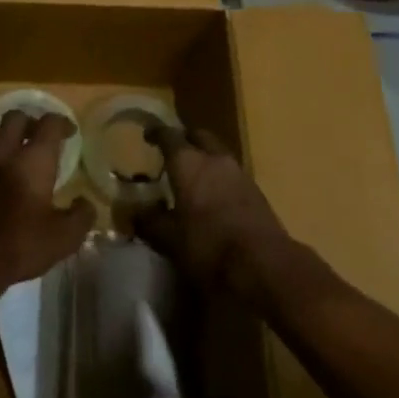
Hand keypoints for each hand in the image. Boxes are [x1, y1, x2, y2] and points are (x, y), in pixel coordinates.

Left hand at [0, 110, 92, 305]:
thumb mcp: (63, 238)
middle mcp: (4, 152)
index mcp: (33, 160)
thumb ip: (81, 216)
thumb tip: (85, 203)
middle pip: (15, 117)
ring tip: (12, 150)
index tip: (69, 132)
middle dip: (30, 121)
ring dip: (3, 135)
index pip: (49, 124)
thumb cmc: (19, 245)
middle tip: (39, 137)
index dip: (62, 122)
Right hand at [133, 127, 293, 305]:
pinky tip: (213, 199)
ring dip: (205, 160)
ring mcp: (240, 174)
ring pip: (218, 155)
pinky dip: (219, 179)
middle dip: (185, 140)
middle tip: (172, 154)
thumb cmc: (208, 245)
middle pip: (199, 136)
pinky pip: (232, 175)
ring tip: (191, 179)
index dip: (156, 133)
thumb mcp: (169, 238)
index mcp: (188, 162)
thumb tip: (134, 212)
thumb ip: (149, 221)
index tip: (147, 136)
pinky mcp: (257, 192)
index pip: (168, 135)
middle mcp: (215, 159)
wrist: (264, 264)